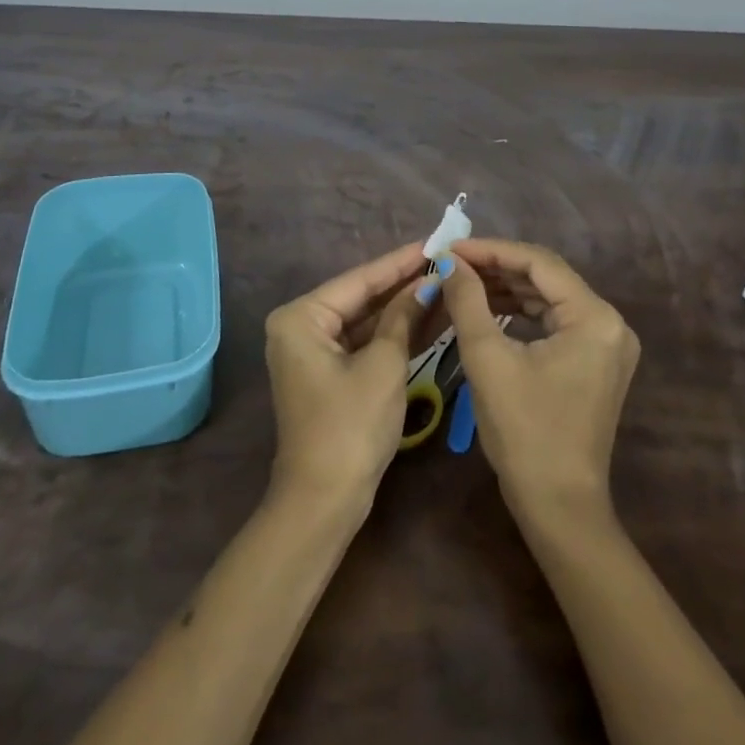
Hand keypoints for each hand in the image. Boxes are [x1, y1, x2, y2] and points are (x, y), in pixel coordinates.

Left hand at [264, 243, 429, 513]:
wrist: (324, 502)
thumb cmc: (351, 427)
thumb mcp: (384, 365)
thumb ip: (403, 317)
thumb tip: (425, 284)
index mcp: (301, 317)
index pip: (360, 280)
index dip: (400, 262)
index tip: (433, 242)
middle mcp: (299, 327)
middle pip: (361, 297)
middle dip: (403, 284)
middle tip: (443, 260)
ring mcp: (311, 352)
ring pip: (364, 320)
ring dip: (402, 308)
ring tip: (444, 283)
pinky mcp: (327, 374)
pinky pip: (362, 343)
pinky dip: (392, 334)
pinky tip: (428, 317)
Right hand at [442, 239, 639, 521]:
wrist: (558, 507)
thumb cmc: (524, 432)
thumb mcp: (488, 359)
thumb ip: (468, 300)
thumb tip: (451, 262)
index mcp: (594, 317)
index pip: (538, 263)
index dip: (491, 250)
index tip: (450, 247)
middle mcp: (610, 323)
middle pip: (547, 277)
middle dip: (497, 267)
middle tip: (453, 263)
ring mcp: (606, 343)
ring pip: (550, 297)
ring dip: (507, 287)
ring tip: (463, 281)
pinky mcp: (595, 361)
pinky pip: (555, 320)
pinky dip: (521, 311)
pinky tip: (488, 307)